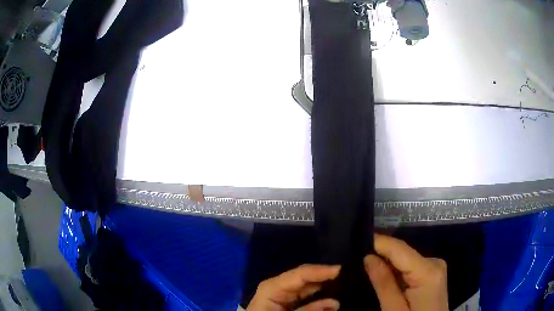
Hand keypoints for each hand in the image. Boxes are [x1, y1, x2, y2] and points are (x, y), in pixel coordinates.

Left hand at [247, 264, 340, 310]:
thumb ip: (310, 310)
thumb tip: (335, 302)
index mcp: (273, 286)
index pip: (301, 273)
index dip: (322, 270)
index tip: (343, 269)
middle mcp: (280, 284)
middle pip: (307, 276)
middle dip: (327, 276)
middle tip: (351, 276)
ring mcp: (284, 291)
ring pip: (309, 284)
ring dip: (326, 285)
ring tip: (347, 283)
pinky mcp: (288, 298)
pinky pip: (307, 293)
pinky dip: (320, 294)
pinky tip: (334, 295)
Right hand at [365, 234, 447, 310]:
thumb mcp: (393, 310)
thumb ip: (383, 284)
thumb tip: (369, 257)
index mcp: (427, 272)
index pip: (400, 248)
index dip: (378, 242)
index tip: (357, 240)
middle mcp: (434, 262)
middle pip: (403, 252)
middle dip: (381, 253)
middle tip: (357, 257)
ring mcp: (435, 267)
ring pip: (406, 258)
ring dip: (388, 262)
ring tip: (367, 264)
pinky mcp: (433, 273)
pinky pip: (411, 266)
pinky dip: (397, 269)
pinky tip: (385, 274)